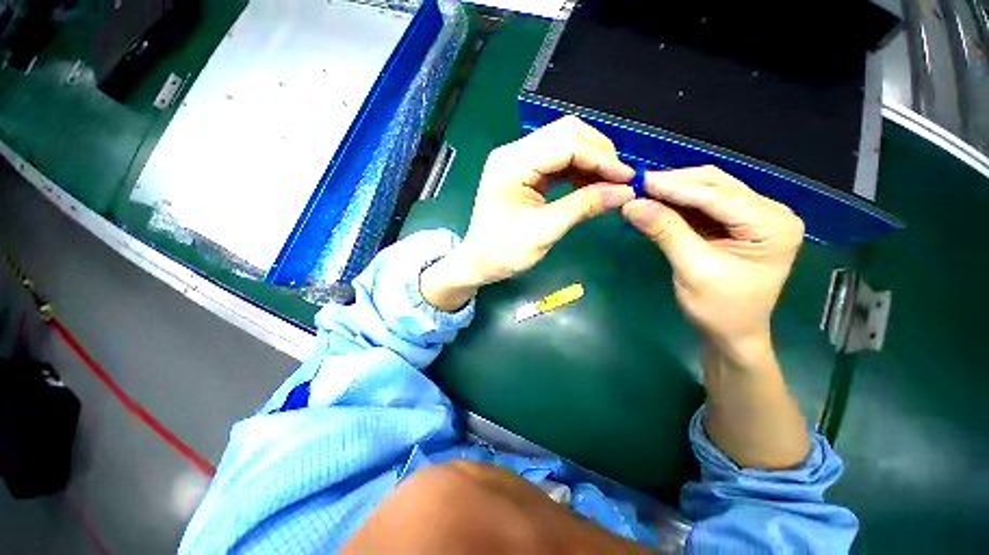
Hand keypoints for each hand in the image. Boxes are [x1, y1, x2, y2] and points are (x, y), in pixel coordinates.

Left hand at [422, 116, 634, 310]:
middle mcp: (514, 153)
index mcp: (513, 164)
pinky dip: (577, 170)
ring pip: (564, 144)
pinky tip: (592, 183)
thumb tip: (624, 192)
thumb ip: (584, 206)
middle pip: (566, 133)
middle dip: (598, 153)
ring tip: (610, 182)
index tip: (626, 178)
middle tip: (619, 179)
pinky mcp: (523, 172)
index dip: (600, 157)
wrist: (478, 262)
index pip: (566, 143)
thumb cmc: (504, 251)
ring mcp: (518, 161)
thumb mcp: (545, 230)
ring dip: (590, 160)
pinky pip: (556, 161)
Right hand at [621, 166, 804, 362]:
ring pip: (707, 191)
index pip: (717, 196)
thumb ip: (665, 231)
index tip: (638, 180)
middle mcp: (768, 212)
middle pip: (715, 185)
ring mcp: (753, 216)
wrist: (731, 335)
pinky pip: (702, 205)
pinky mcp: (735, 224)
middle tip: (636, 185)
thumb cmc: (720, 310)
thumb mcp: (692, 269)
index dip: (674, 186)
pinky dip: (677, 204)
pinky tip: (656, 203)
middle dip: (674, 184)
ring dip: (673, 191)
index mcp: (772, 224)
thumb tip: (632, 204)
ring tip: (642, 192)